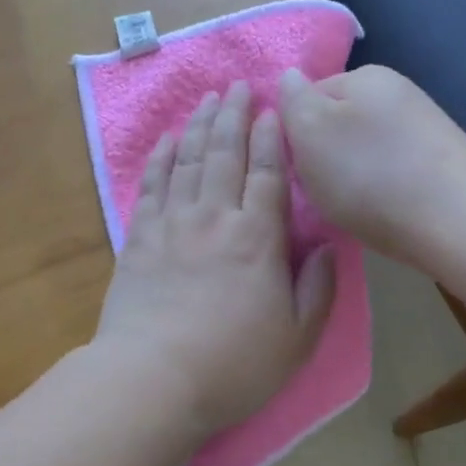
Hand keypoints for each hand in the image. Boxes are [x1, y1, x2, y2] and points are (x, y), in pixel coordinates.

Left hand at [94, 82, 336, 440]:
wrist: (153, 380)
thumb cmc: (234, 365)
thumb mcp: (298, 338)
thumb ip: (317, 288)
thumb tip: (327, 246)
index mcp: (258, 238)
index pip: (268, 174)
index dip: (271, 138)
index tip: (272, 109)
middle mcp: (215, 218)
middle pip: (225, 154)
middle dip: (234, 116)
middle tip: (239, 85)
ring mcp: (172, 225)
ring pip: (188, 161)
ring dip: (199, 126)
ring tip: (208, 99)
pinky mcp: (138, 240)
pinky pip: (152, 186)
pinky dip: (161, 158)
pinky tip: (167, 140)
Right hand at [278, 65, 465, 267]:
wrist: (456, 220)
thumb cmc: (370, 175)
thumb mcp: (311, 133)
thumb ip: (293, 102)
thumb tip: (289, 77)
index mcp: (364, 76)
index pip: (309, 96)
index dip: (293, 132)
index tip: (294, 166)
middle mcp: (397, 92)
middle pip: (339, 123)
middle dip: (324, 156)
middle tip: (321, 190)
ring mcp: (424, 127)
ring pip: (366, 150)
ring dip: (352, 175)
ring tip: (354, 206)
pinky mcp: (441, 162)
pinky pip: (393, 170)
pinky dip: (381, 189)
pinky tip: (384, 211)